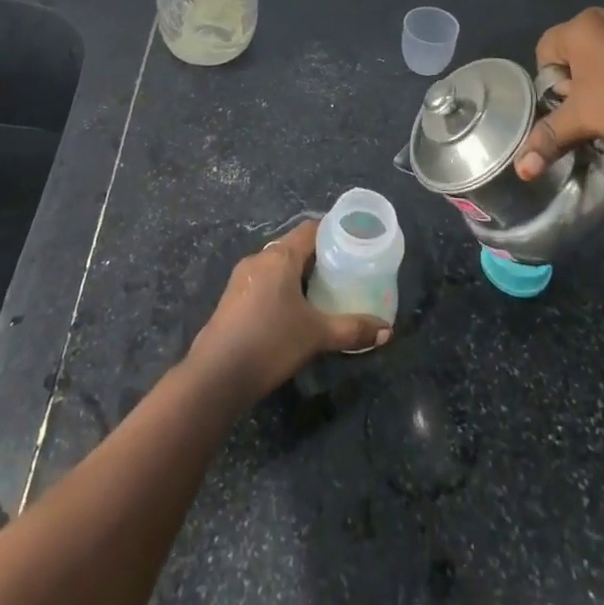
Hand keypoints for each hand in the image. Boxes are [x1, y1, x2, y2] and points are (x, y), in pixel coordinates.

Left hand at [186, 220, 389, 403]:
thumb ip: (352, 330)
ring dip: (297, 275)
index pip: (311, 230)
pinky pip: (263, 281)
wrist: (216, 375)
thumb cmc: (271, 342)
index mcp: (280, 256)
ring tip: (320, 294)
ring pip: (277, 266)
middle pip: (294, 247)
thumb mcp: (316, 336)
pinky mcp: (232, 297)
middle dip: (317, 258)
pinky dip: (280, 289)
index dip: (333, 233)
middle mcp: (260, 258)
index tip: (352, 244)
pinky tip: (291, 313)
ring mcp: (242, 277)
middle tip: (342, 273)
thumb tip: (387, 332)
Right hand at [515, 5, 603, 188]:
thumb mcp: (589, 121)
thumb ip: (550, 137)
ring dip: (603, 81)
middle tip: (596, 113)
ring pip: (603, 53)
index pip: (544, 52)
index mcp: (582, 25)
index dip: (551, 85)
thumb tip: (520, 169)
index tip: (572, 111)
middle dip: (577, 84)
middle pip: (573, 51)